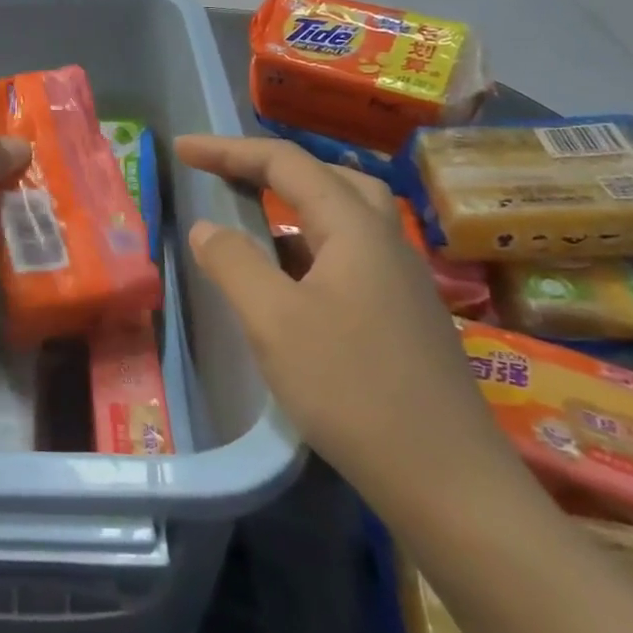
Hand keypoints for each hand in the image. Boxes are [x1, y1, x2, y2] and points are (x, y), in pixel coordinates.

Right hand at [174, 135, 517, 516]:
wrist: (449, 483)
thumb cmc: (353, 390)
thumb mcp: (274, 322)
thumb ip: (233, 263)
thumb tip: (206, 228)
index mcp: (354, 227)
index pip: (285, 163)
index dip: (228, 150)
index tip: (183, 149)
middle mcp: (384, 240)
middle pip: (326, 176)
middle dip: (268, 166)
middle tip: (223, 172)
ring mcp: (401, 278)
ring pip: (344, 214)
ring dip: (294, 200)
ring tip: (253, 211)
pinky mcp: (404, 314)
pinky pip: (350, 251)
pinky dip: (311, 241)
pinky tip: (290, 274)